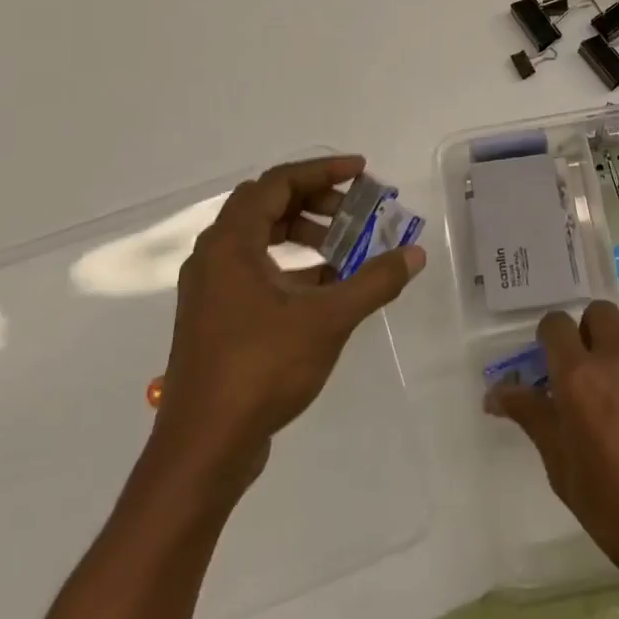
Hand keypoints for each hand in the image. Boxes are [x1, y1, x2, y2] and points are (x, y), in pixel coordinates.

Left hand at [148, 155, 424, 497]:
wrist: (203, 448)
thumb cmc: (262, 369)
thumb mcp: (328, 319)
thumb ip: (373, 281)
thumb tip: (415, 254)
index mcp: (231, 243)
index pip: (278, 182)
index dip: (322, 170)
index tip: (362, 172)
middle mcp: (214, 256)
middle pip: (266, 204)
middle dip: (314, 199)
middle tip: (354, 209)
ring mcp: (210, 288)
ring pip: (259, 238)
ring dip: (303, 233)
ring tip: (344, 248)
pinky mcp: (215, 317)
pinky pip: (255, 270)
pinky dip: (290, 265)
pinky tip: (325, 287)